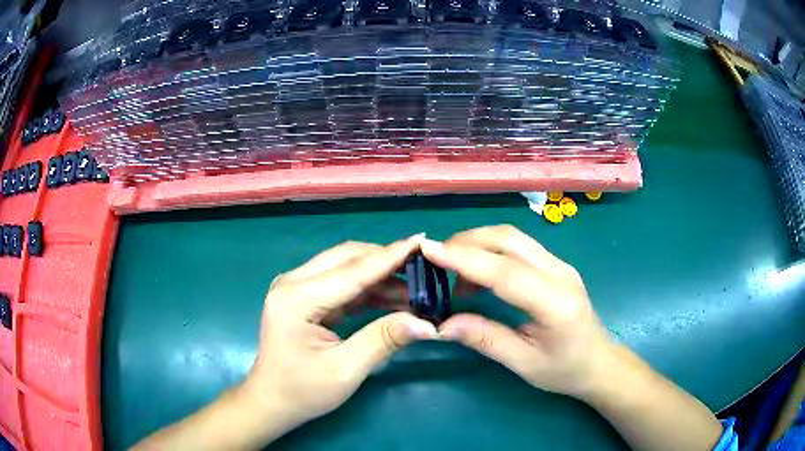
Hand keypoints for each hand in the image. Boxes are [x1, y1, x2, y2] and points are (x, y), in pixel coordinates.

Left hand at [243, 236, 438, 431]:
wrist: (271, 400)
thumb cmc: (303, 390)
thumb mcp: (346, 370)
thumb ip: (384, 339)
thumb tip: (426, 323)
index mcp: (297, 299)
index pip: (353, 271)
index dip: (390, 256)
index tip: (422, 241)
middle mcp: (293, 282)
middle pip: (347, 258)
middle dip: (386, 261)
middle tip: (424, 269)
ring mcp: (296, 287)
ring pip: (345, 266)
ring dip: (379, 275)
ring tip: (416, 289)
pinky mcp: (303, 296)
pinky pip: (341, 282)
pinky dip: (367, 287)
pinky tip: (393, 297)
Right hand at [421, 225, 614, 397]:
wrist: (599, 362)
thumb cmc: (564, 369)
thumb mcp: (523, 363)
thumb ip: (486, 339)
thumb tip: (442, 325)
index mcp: (555, 302)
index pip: (505, 271)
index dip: (465, 258)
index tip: (428, 250)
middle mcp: (560, 273)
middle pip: (508, 240)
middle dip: (467, 242)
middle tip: (434, 259)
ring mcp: (560, 264)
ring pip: (513, 237)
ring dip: (478, 243)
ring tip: (450, 267)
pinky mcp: (556, 265)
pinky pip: (519, 246)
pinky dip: (491, 250)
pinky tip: (477, 274)